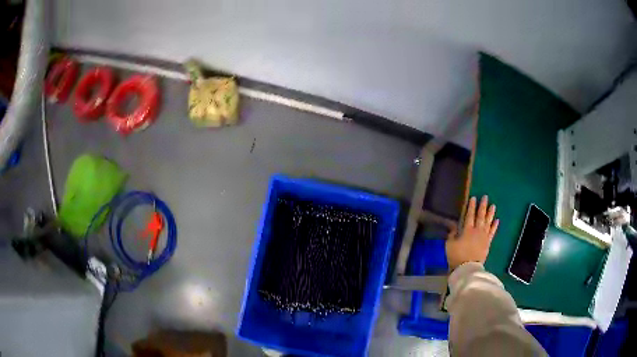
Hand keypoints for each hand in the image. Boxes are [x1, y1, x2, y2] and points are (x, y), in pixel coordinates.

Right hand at [446, 196, 498, 269]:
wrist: (467, 268)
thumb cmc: (457, 256)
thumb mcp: (450, 245)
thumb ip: (452, 234)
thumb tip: (454, 226)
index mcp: (467, 230)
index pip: (469, 215)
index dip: (471, 206)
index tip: (474, 198)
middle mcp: (477, 231)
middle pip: (480, 216)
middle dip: (482, 206)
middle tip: (485, 197)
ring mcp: (484, 237)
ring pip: (488, 222)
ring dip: (490, 213)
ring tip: (493, 206)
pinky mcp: (487, 243)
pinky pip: (492, 233)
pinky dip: (494, 226)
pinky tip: (497, 220)